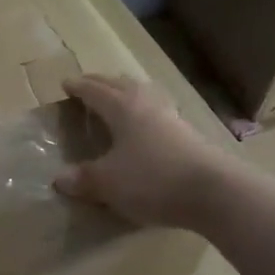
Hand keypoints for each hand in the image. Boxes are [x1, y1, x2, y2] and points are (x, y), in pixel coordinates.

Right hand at [53, 73, 226, 229]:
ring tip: (118, 98)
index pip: (95, 91)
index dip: (79, 87)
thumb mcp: (108, 182)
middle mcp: (146, 105)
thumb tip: (60, 178)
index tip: (66, 84)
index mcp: (123, 108)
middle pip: (121, 85)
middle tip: (88, 84)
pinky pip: (159, 113)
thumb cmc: (152, 179)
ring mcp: (171, 118)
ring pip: (144, 95)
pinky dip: (145, 112)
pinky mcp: (189, 135)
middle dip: (102, 83)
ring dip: (128, 92)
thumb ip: (83, 178)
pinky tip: (146, 126)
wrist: (213, 192)